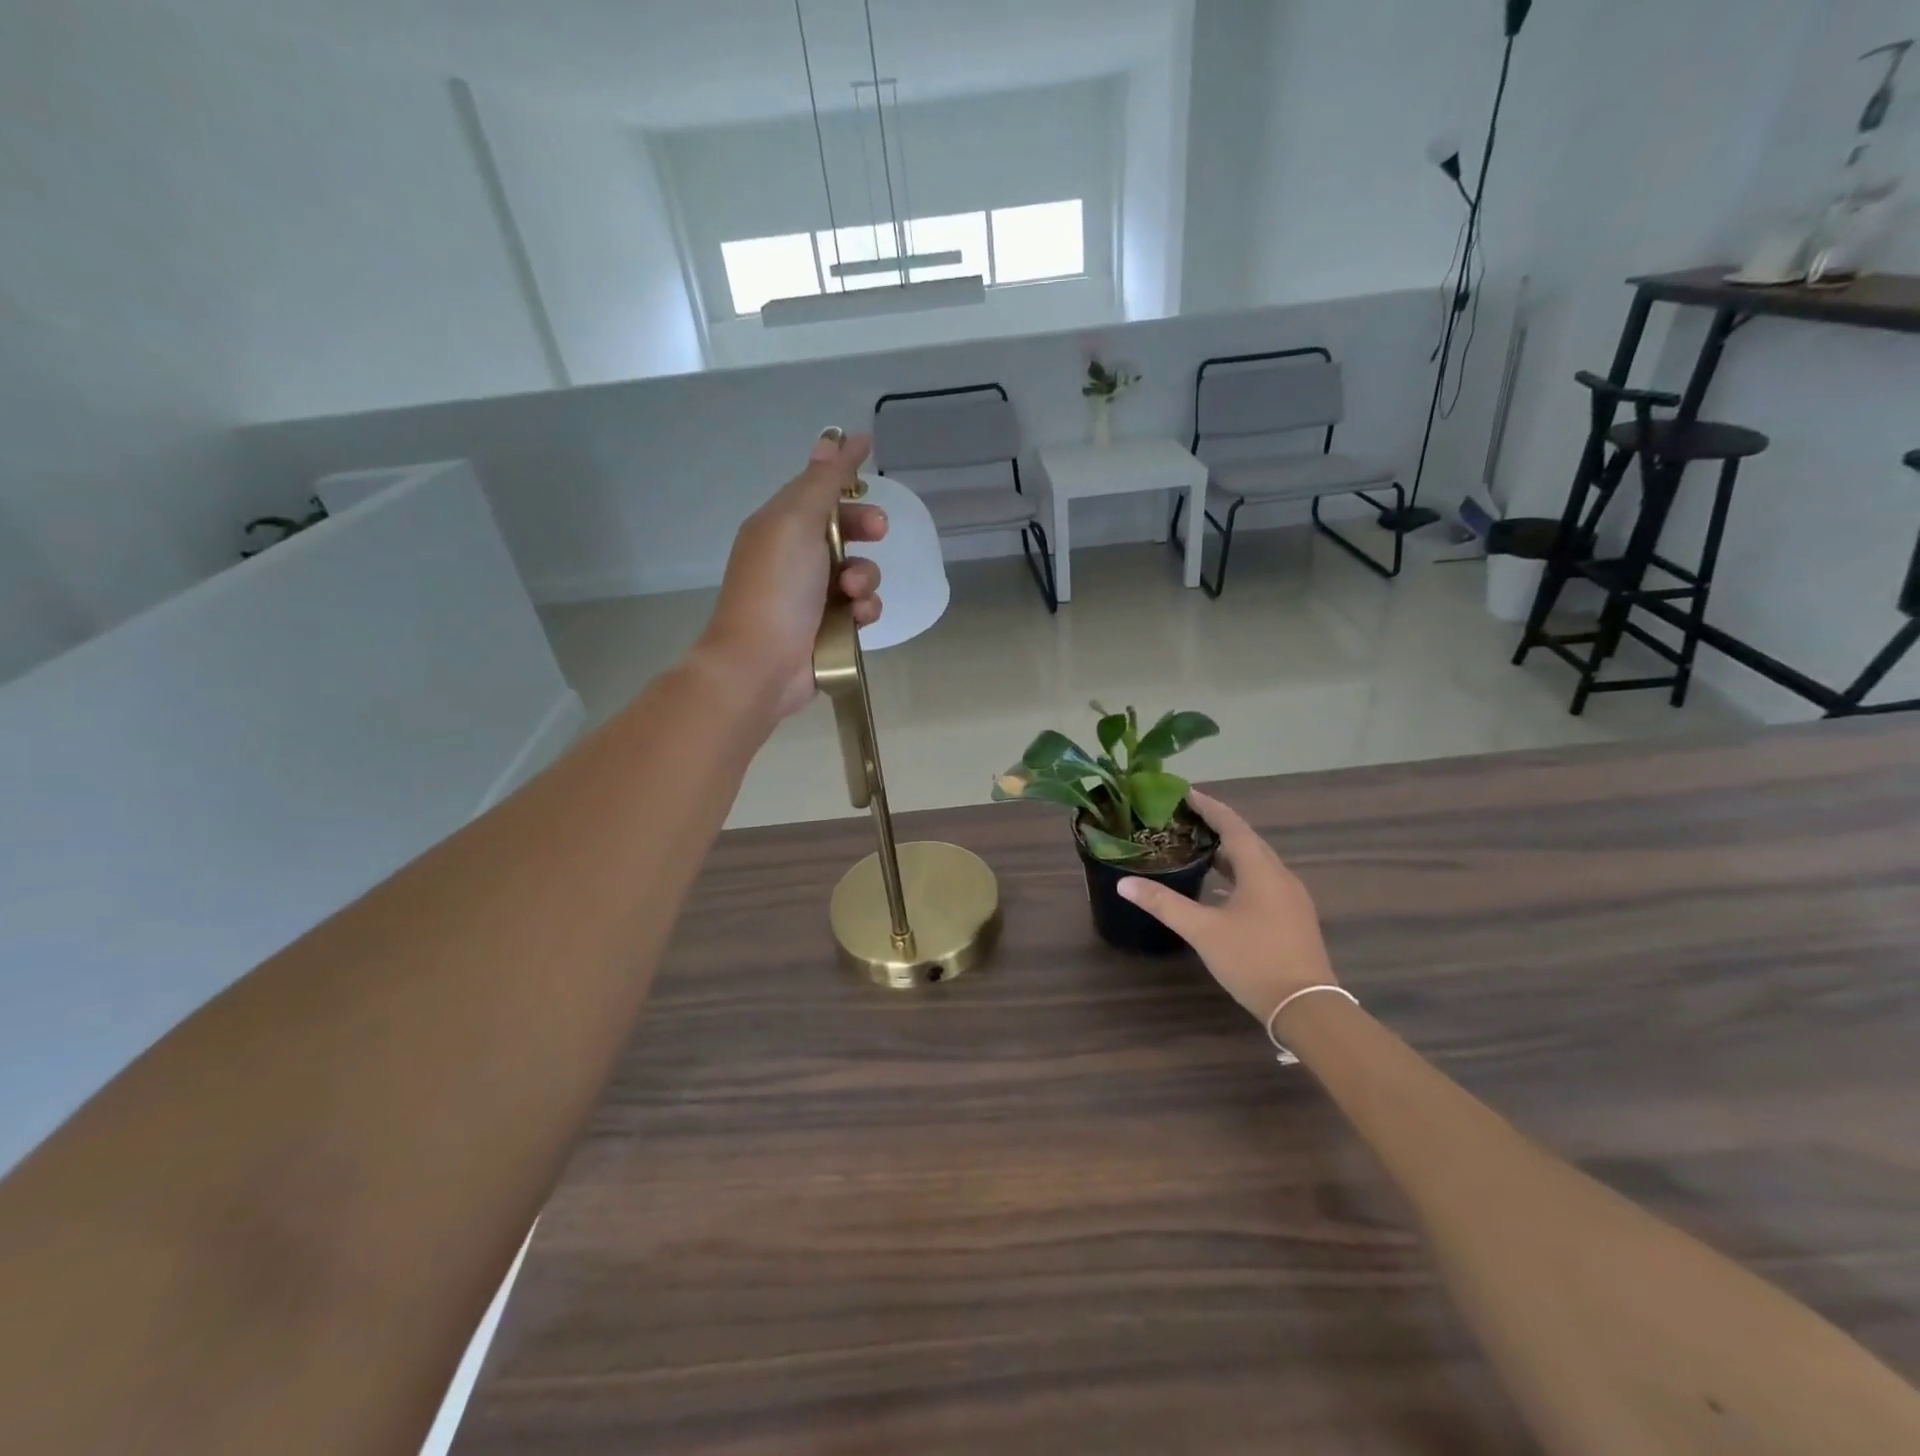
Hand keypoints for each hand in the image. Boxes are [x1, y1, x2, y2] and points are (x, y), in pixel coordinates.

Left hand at [697, 432, 887, 720]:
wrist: (762, 663)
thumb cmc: (777, 587)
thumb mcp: (796, 522)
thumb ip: (822, 482)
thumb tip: (833, 438)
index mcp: (780, 525)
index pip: (816, 488)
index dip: (844, 476)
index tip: (873, 459)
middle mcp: (796, 556)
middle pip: (844, 528)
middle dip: (864, 527)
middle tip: (878, 531)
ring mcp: (814, 595)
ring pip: (860, 570)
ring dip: (865, 576)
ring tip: (853, 592)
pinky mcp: (832, 627)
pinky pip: (862, 607)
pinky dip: (864, 609)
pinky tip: (856, 618)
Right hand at [1118, 790, 1337, 1022]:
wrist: (1307, 1008)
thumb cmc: (1254, 960)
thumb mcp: (1203, 931)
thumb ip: (1164, 904)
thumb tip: (1123, 883)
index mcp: (1261, 870)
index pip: (1232, 824)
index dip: (1208, 806)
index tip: (1183, 793)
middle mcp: (1280, 876)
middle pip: (1246, 840)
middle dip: (1216, 826)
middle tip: (1182, 819)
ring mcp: (1290, 897)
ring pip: (1255, 862)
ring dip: (1227, 852)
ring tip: (1195, 848)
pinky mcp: (1292, 917)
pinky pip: (1262, 881)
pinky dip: (1238, 874)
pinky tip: (1218, 888)